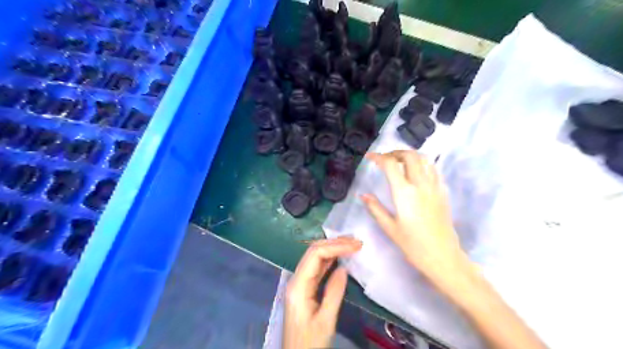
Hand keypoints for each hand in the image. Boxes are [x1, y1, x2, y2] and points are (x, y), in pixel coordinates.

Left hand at [284, 237, 362, 348]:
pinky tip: (341, 258)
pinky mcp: (304, 289)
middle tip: (356, 242)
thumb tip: (344, 268)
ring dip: (333, 249)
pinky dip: (330, 260)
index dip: (335, 246)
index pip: (315, 255)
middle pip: (313, 252)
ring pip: (315, 258)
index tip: (355, 245)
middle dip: (334, 243)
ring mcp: (299, 283)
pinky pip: (317, 268)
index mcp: (298, 286)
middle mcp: (296, 279)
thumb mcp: (325, 321)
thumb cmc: (310, 344)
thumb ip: (334, 293)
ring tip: (351, 245)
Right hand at [361, 151, 466, 287]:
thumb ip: (375, 208)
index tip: (369, 157)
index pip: (390, 165)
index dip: (378, 157)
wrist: (443, 257)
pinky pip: (433, 169)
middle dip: (395, 152)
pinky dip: (422, 163)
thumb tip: (363, 195)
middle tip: (385, 158)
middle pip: (409, 156)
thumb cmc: (413, 245)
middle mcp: (420, 185)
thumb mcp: (390, 228)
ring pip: (424, 159)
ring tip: (399, 161)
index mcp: (404, 193)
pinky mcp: (443, 191)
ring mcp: (434, 187)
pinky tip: (416, 171)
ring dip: (410, 155)